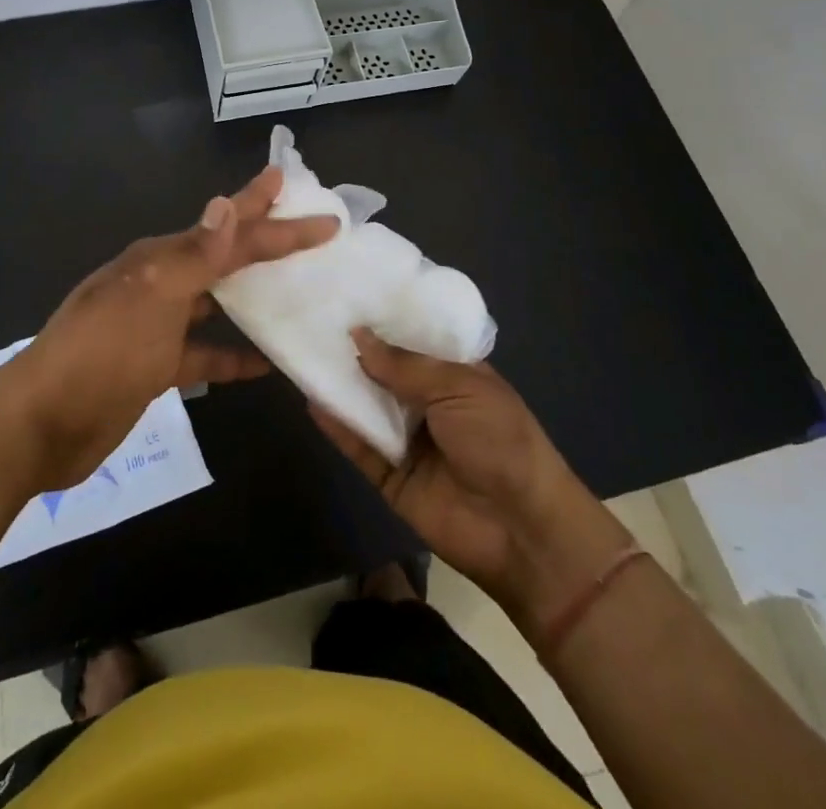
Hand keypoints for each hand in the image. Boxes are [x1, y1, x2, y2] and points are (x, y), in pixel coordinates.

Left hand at [6, 166, 338, 490]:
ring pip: (217, 301)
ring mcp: (158, 326)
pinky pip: (206, 353)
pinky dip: (234, 355)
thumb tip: (226, 203)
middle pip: (224, 255)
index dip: (271, 215)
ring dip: (254, 293)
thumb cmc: (100, 353)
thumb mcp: (150, 299)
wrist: (41, 424)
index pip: (229, 231)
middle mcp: (161, 283)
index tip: (320, 211)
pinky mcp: (157, 366)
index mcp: (160, 259)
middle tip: (310, 228)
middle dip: (265, 239)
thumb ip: (193, 256)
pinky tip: (266, 363)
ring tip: (299, 288)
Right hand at [313, 330, 630, 630]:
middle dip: (356, 350)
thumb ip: (405, 366)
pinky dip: (338, 426)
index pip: (415, 340)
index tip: (349, 293)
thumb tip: (358, 336)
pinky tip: (311, 400)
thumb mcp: (459, 388)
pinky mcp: (391, 477)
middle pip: (385, 372)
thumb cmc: (502, 442)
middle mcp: (430, 404)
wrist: (523, 532)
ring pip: (368, 407)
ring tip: (302, 351)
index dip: (386, 321)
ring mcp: (409, 441)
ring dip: (341, 385)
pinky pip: (360, 447)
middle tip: (314, 318)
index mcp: (456, 376)